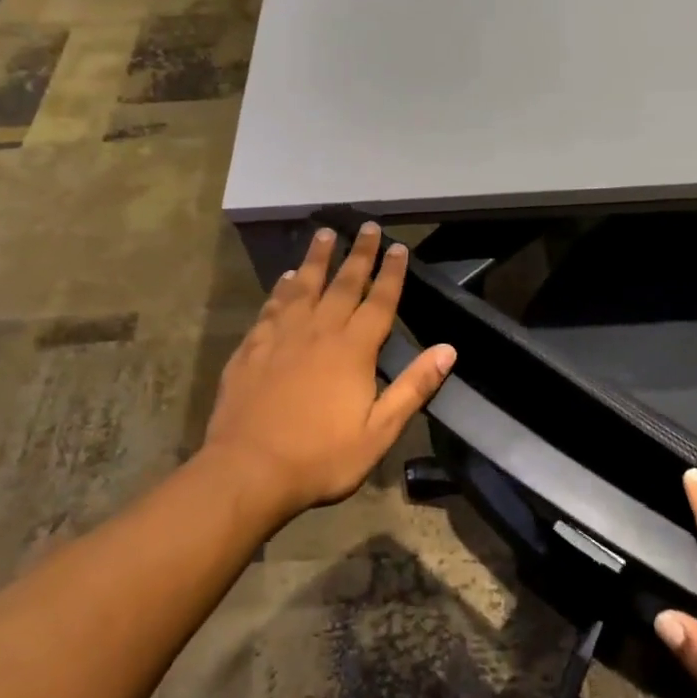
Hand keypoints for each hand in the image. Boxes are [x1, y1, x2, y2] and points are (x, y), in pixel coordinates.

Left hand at [202, 223, 455, 520]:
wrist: (248, 470)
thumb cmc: (320, 457)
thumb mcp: (378, 432)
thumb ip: (413, 388)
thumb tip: (448, 350)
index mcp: (353, 350)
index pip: (379, 301)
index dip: (391, 273)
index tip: (398, 247)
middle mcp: (319, 331)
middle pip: (343, 283)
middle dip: (359, 254)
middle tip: (367, 227)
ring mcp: (282, 336)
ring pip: (304, 286)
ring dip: (317, 258)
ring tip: (325, 233)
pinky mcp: (253, 347)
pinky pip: (272, 306)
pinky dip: (283, 287)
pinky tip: (286, 278)